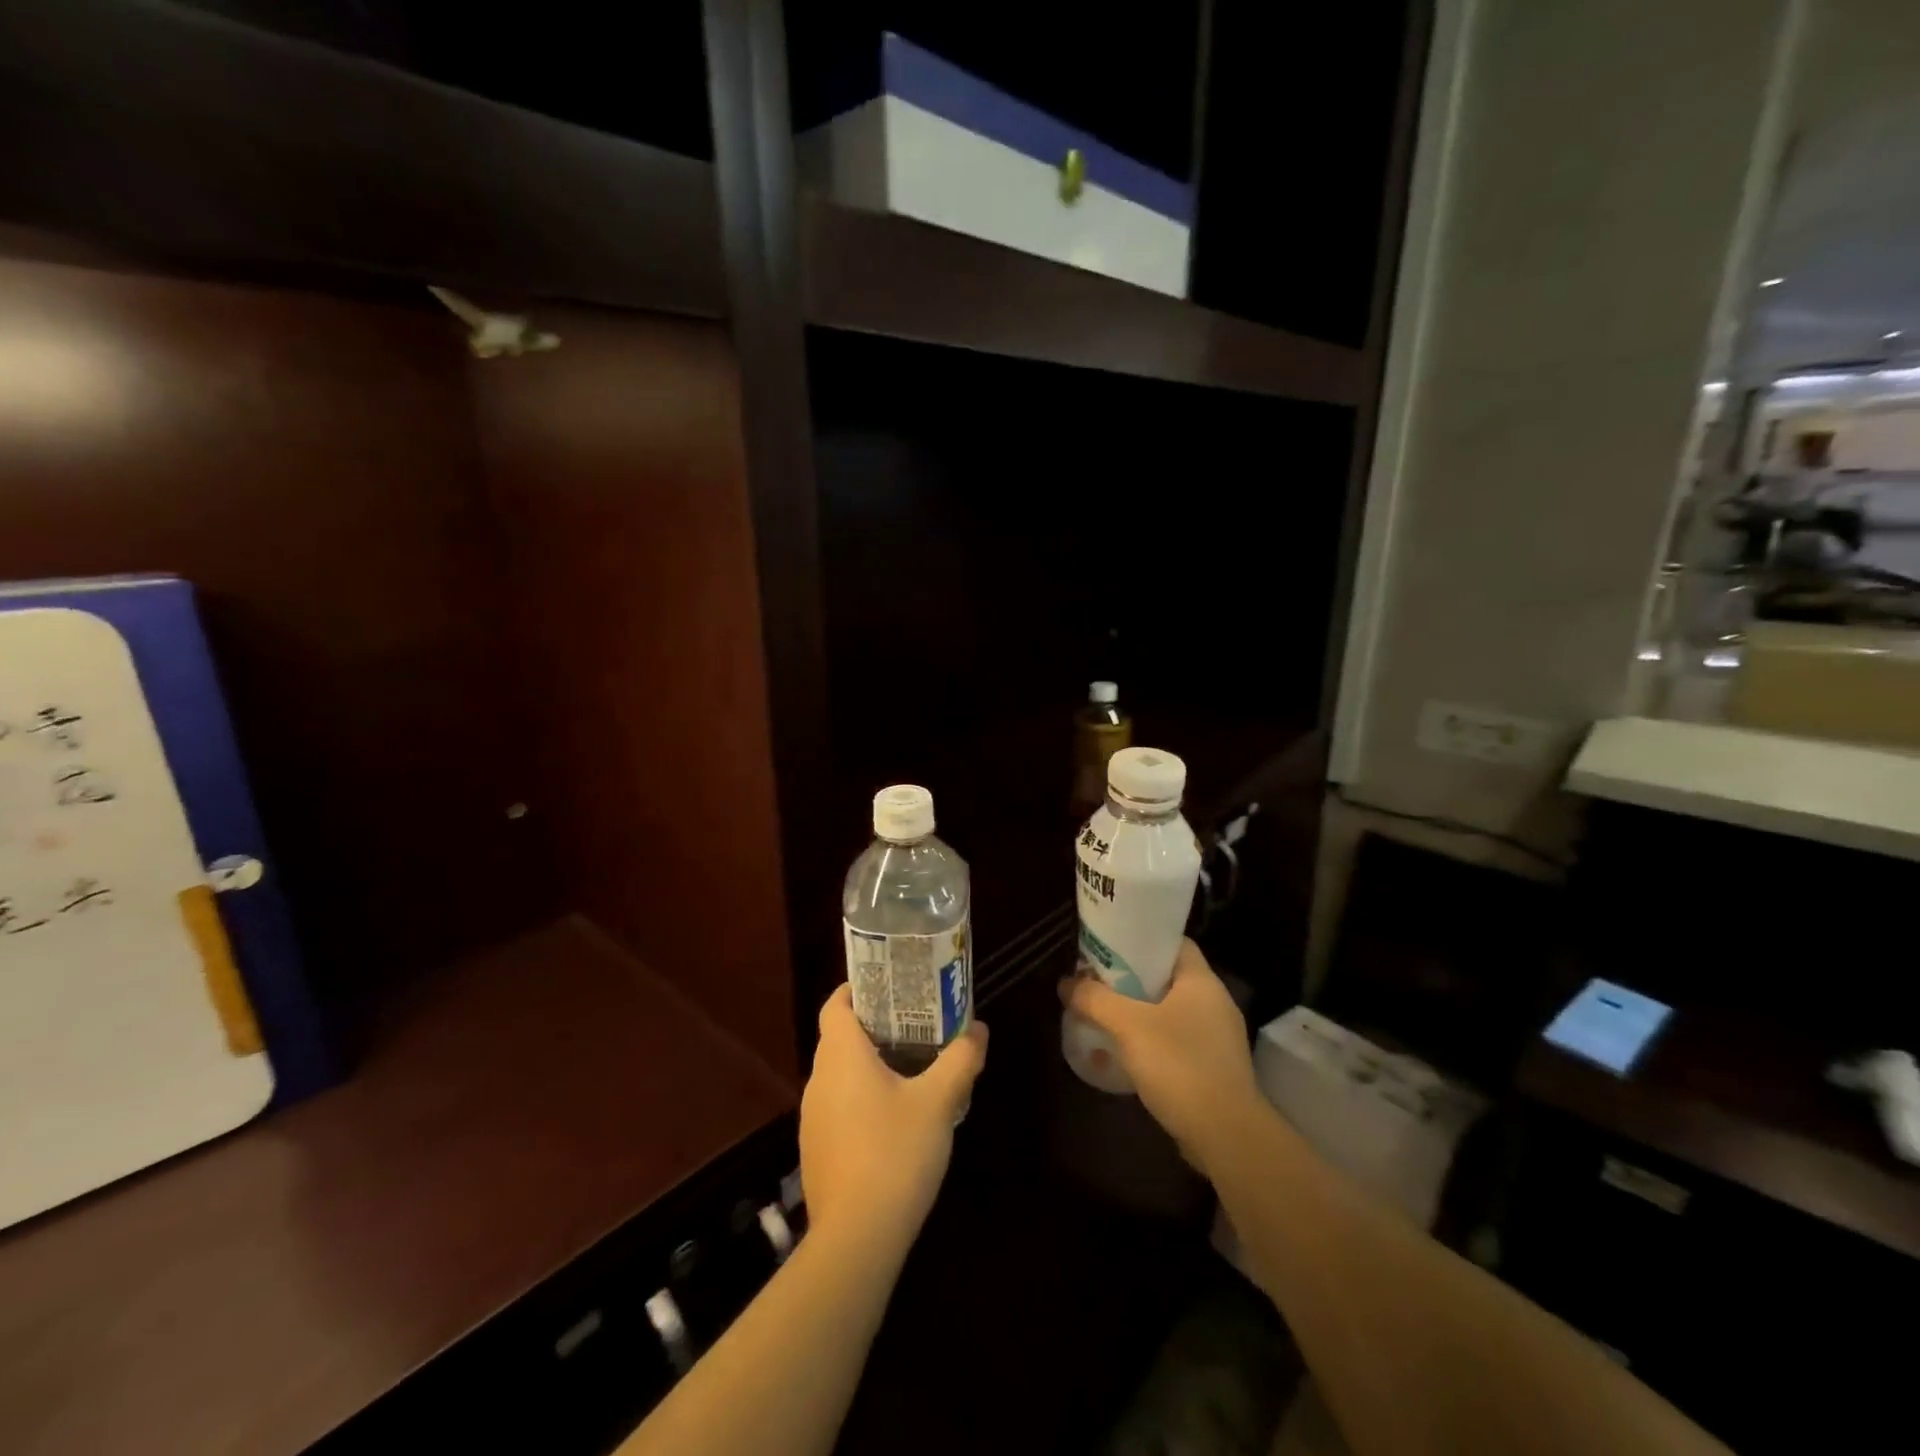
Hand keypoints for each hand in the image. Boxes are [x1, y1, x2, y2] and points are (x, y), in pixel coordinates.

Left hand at [799, 985, 988, 1257]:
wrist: (857, 1239)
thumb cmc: (895, 1153)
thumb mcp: (939, 1102)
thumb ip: (960, 1060)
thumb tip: (979, 1030)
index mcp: (841, 1056)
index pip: (836, 1004)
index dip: (856, 989)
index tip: (888, 986)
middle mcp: (818, 1079)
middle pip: (839, 1038)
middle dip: (873, 1026)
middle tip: (913, 1024)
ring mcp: (812, 1118)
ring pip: (838, 1075)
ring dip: (867, 1065)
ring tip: (909, 1068)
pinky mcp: (816, 1150)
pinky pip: (838, 1107)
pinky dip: (860, 1099)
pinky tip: (892, 1120)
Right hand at [1064, 940, 1259, 1178]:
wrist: (1226, 1135)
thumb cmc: (1179, 1065)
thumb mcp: (1128, 1026)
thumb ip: (1095, 999)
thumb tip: (1066, 984)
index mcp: (1202, 982)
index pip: (1174, 944)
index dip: (1142, 940)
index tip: (1110, 947)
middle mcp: (1215, 1004)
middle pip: (1168, 978)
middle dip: (1132, 979)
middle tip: (1098, 982)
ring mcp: (1218, 1038)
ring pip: (1172, 1012)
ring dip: (1141, 1012)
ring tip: (1106, 1016)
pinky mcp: (1215, 1068)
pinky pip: (1178, 1041)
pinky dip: (1153, 1041)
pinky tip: (1128, 1053)